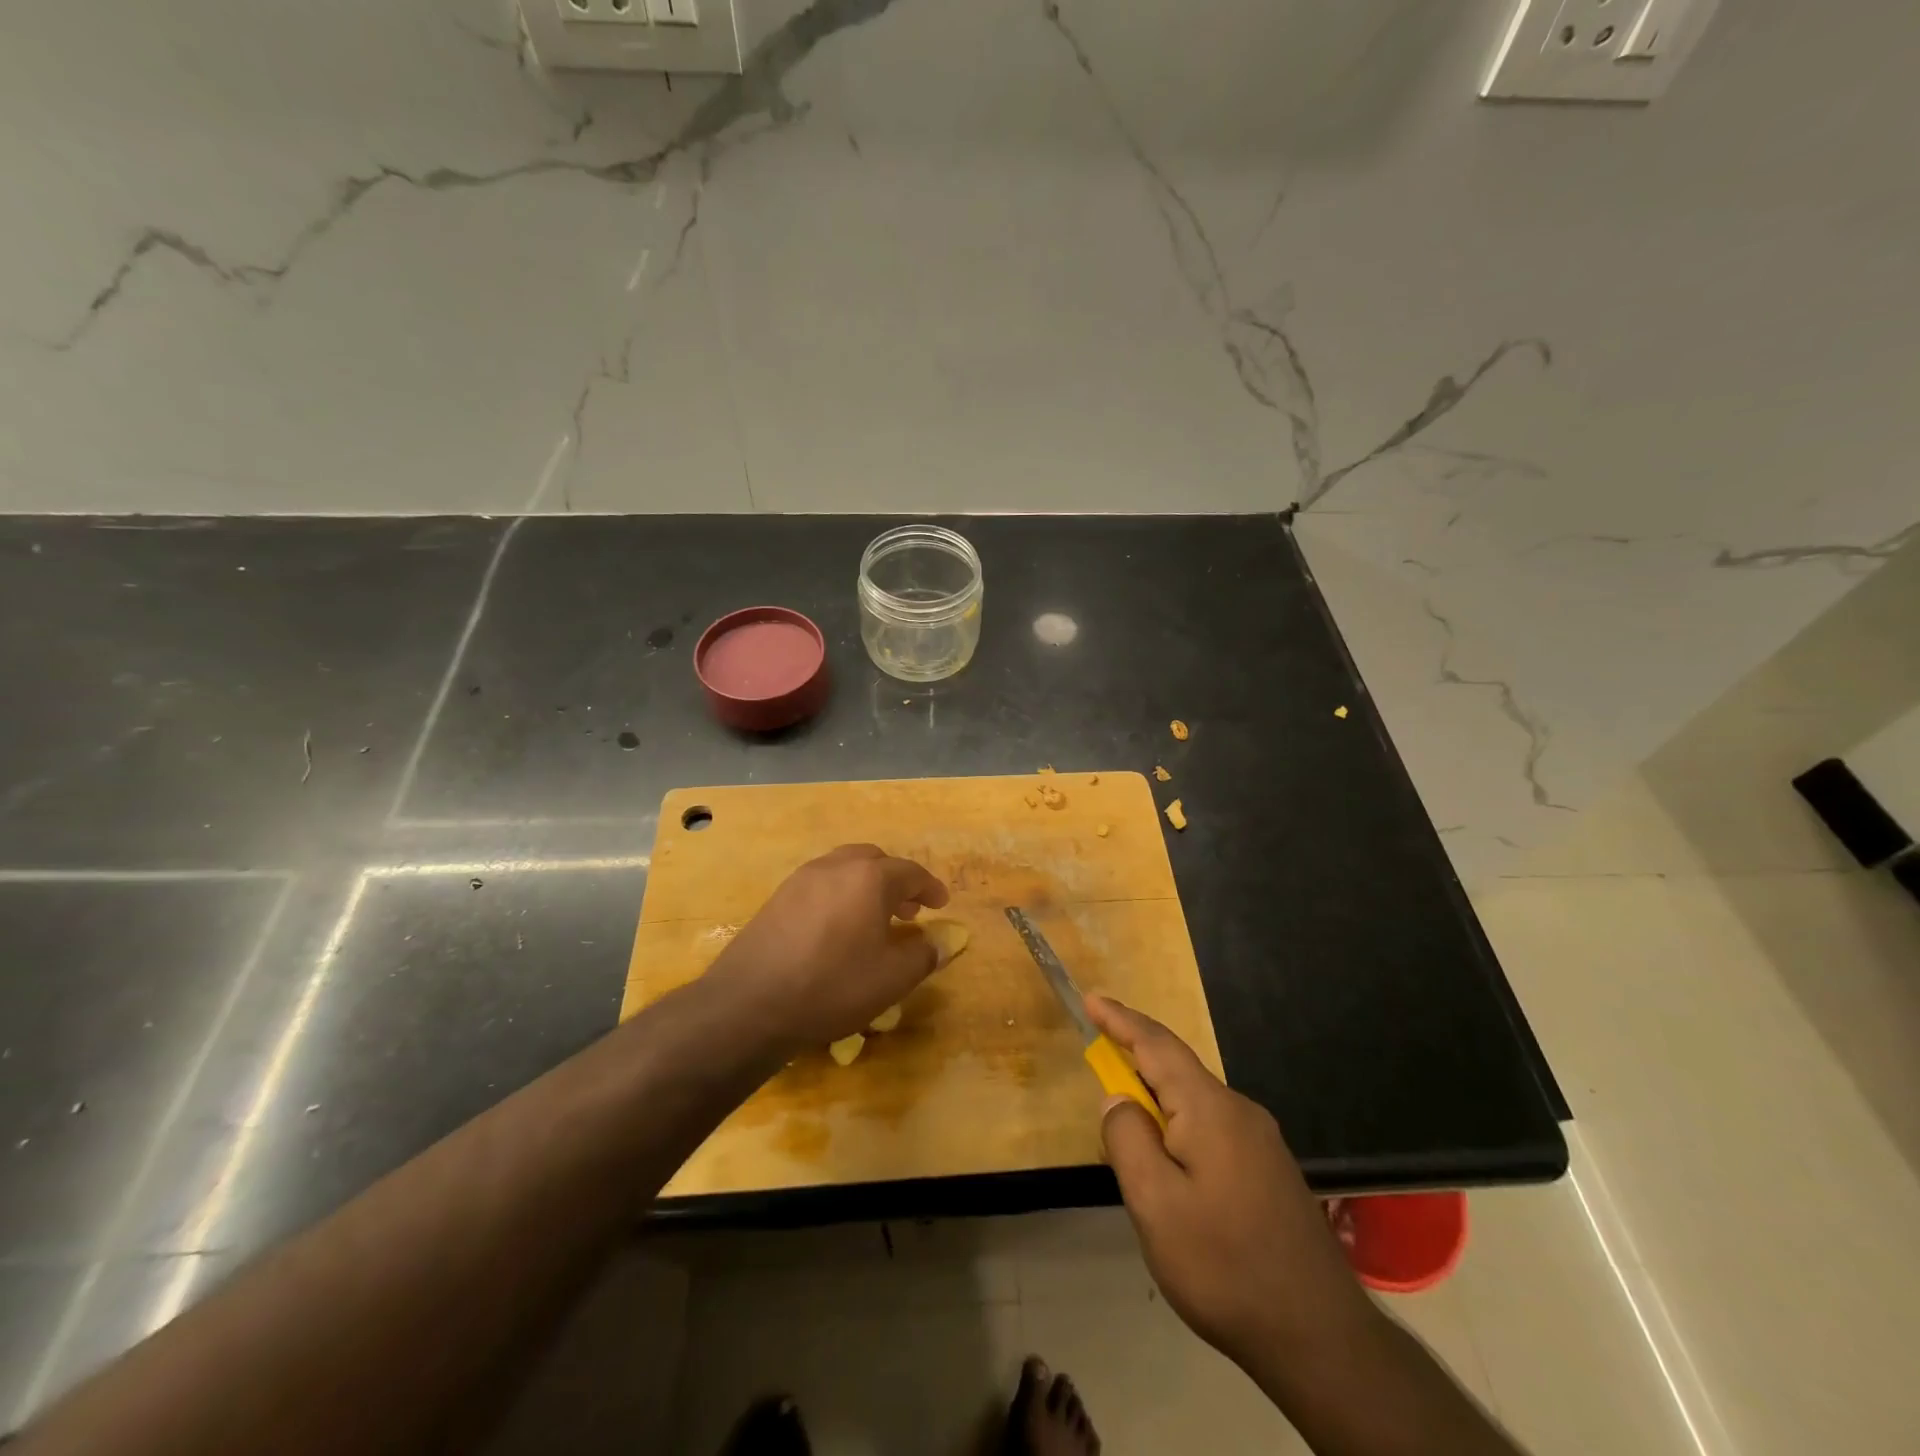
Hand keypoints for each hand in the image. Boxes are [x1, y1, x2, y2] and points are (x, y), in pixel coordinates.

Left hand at [706, 844, 950, 1050]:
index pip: (910, 872)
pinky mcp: (777, 898)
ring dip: (866, 887)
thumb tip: (943, 941)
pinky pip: (820, 885)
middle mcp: (835, 867)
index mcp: (869, 877)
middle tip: (908, 911)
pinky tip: (838, 930)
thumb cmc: (833, 986)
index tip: (941, 904)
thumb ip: (925, 954)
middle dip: (896, 882)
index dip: (930, 888)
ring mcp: (801, 879)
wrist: (750, 1003)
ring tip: (874, 920)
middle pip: (874, 861)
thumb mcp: (892, 978)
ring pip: (844, 869)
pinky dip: (839, 896)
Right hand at [1089, 996, 1375, 1374]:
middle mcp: (1239, 1111)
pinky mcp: (1270, 1170)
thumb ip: (1128, 1140)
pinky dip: (1180, 1127)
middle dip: (1135, 1060)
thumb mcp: (1156, 1205)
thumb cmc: (1225, 1265)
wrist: (1321, 1339)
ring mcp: (1261, 1141)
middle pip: (1177, 1070)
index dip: (1120, 1019)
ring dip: (1157, 1100)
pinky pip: (1212, 1128)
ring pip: (1195, 1103)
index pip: (1156, 1045)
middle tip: (1099, 1062)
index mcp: (1209, 1108)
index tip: (1091, 999)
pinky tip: (1173, 1166)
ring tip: (1129, 1128)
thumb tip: (1118, 1098)